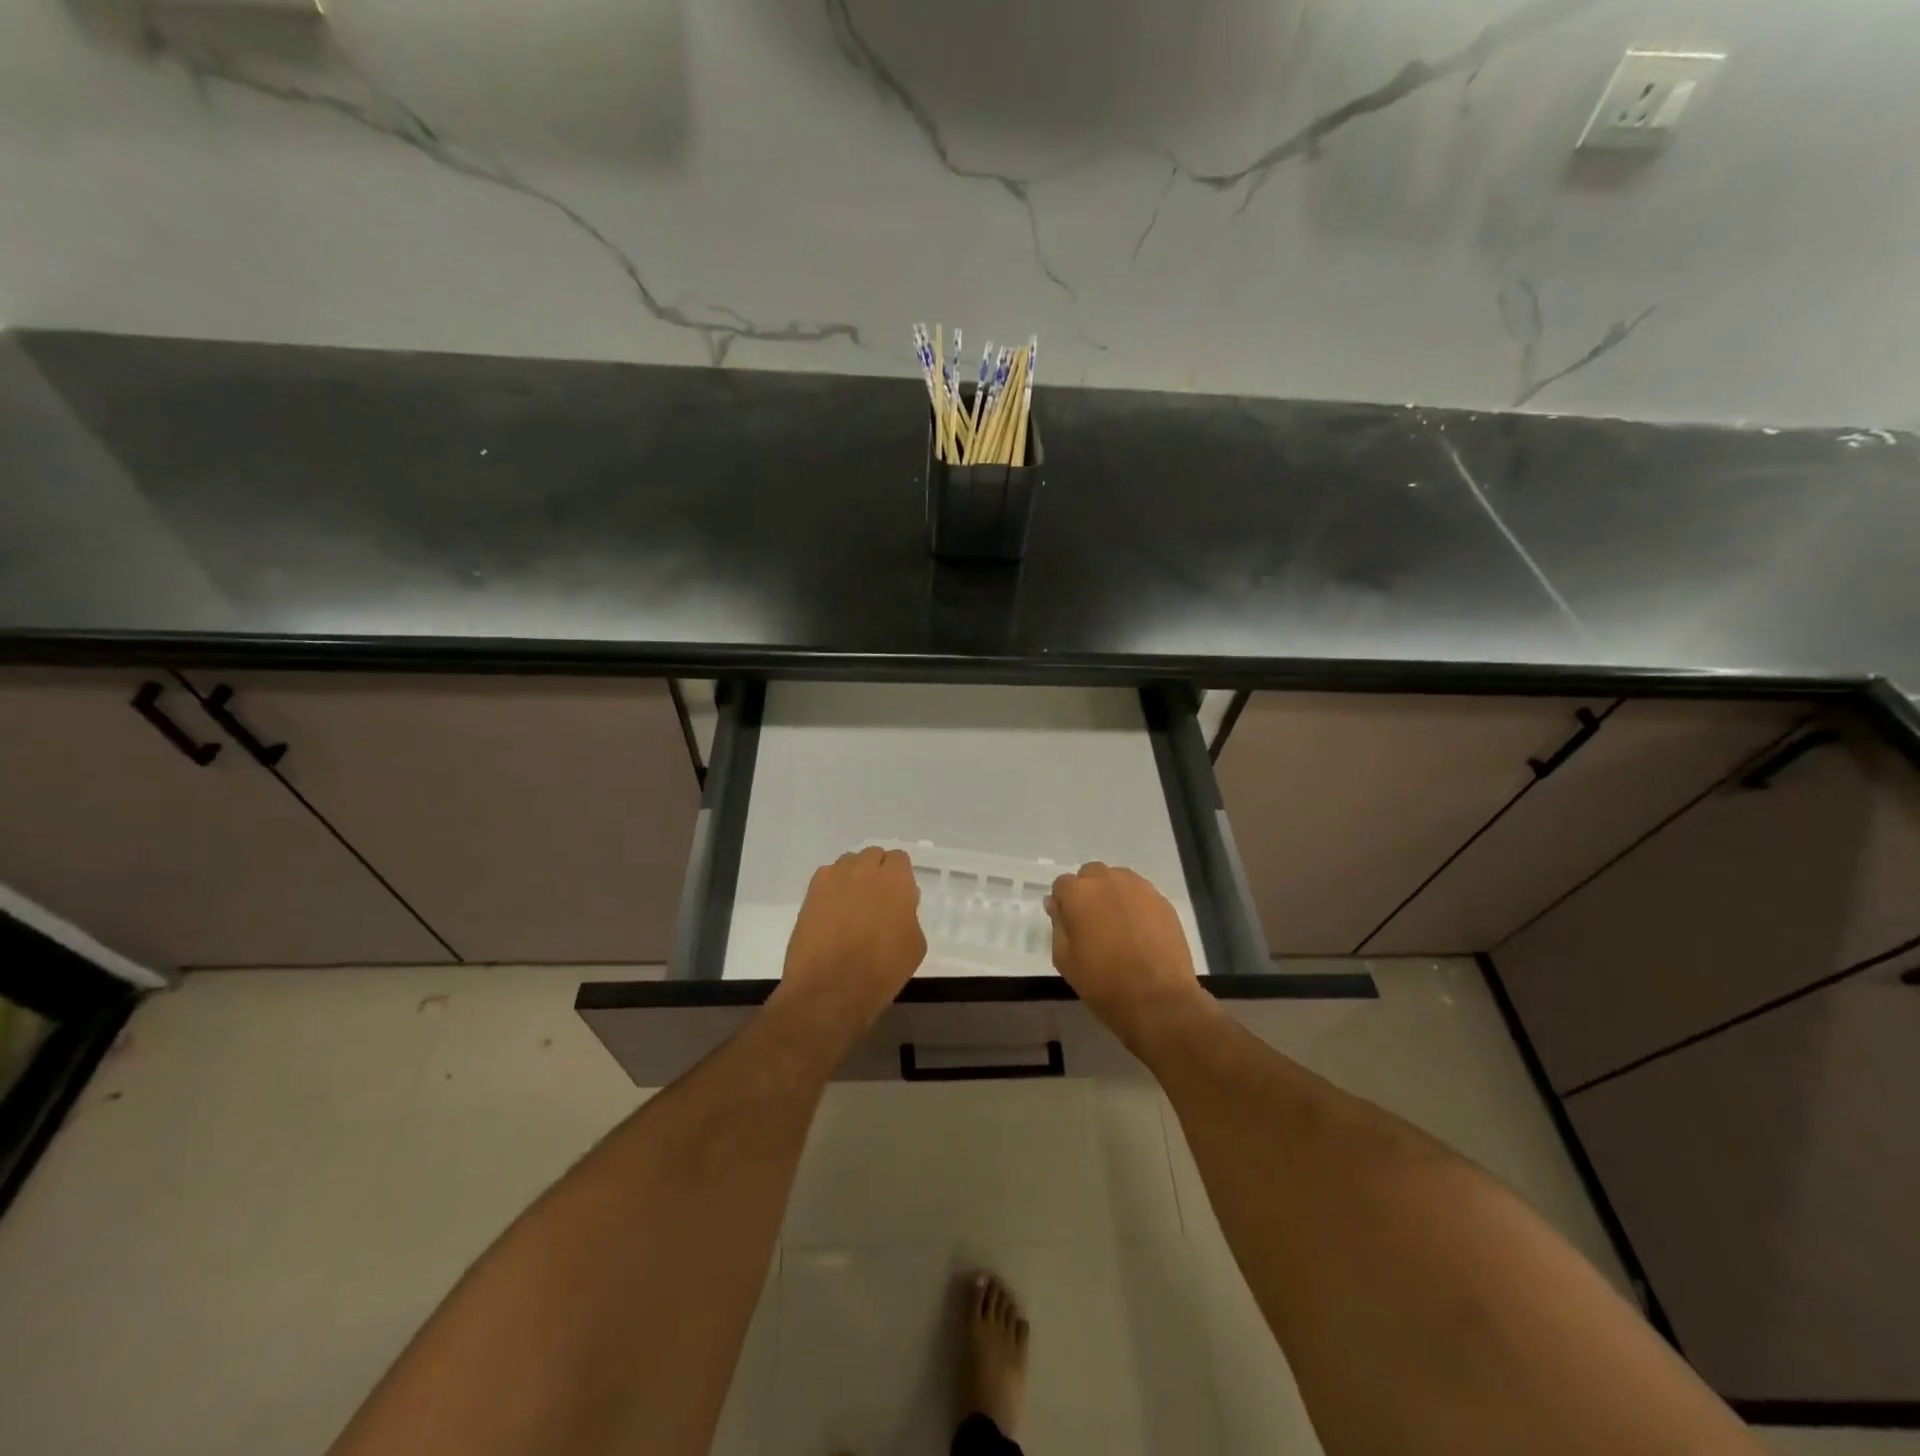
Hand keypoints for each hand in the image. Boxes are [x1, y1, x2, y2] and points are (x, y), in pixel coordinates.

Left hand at [774, 847, 926, 1056]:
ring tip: (850, 906)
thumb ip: (908, 915)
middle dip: (876, 872)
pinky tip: (831, 914)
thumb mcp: (914, 944)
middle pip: (873, 856)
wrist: (831, 988)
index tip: (898, 896)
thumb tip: (897, 908)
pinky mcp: (811, 891)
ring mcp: (835, 877)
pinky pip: (826, 877)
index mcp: (896, 880)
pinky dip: (832, 889)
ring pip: (848, 863)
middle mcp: (865, 869)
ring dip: (853, 877)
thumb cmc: (882, 971)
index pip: (899, 859)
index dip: (899, 876)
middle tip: (875, 900)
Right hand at [1046, 862, 1211, 1046]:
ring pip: (1118, 879)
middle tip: (1093, 922)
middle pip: (1091, 874)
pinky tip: (1139, 931)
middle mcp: (1108, 881)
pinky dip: (1135, 905)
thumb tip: (1055, 904)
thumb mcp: (1065, 960)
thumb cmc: (1103, 983)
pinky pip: (1141, 893)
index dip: (1063, 903)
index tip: (1069, 923)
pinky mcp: (1162, 901)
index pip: (1062, 884)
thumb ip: (1058, 925)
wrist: (1158, 1000)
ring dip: (1113, 894)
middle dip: (1088, 892)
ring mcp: (1139, 888)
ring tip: (1118, 924)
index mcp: (1079, 893)